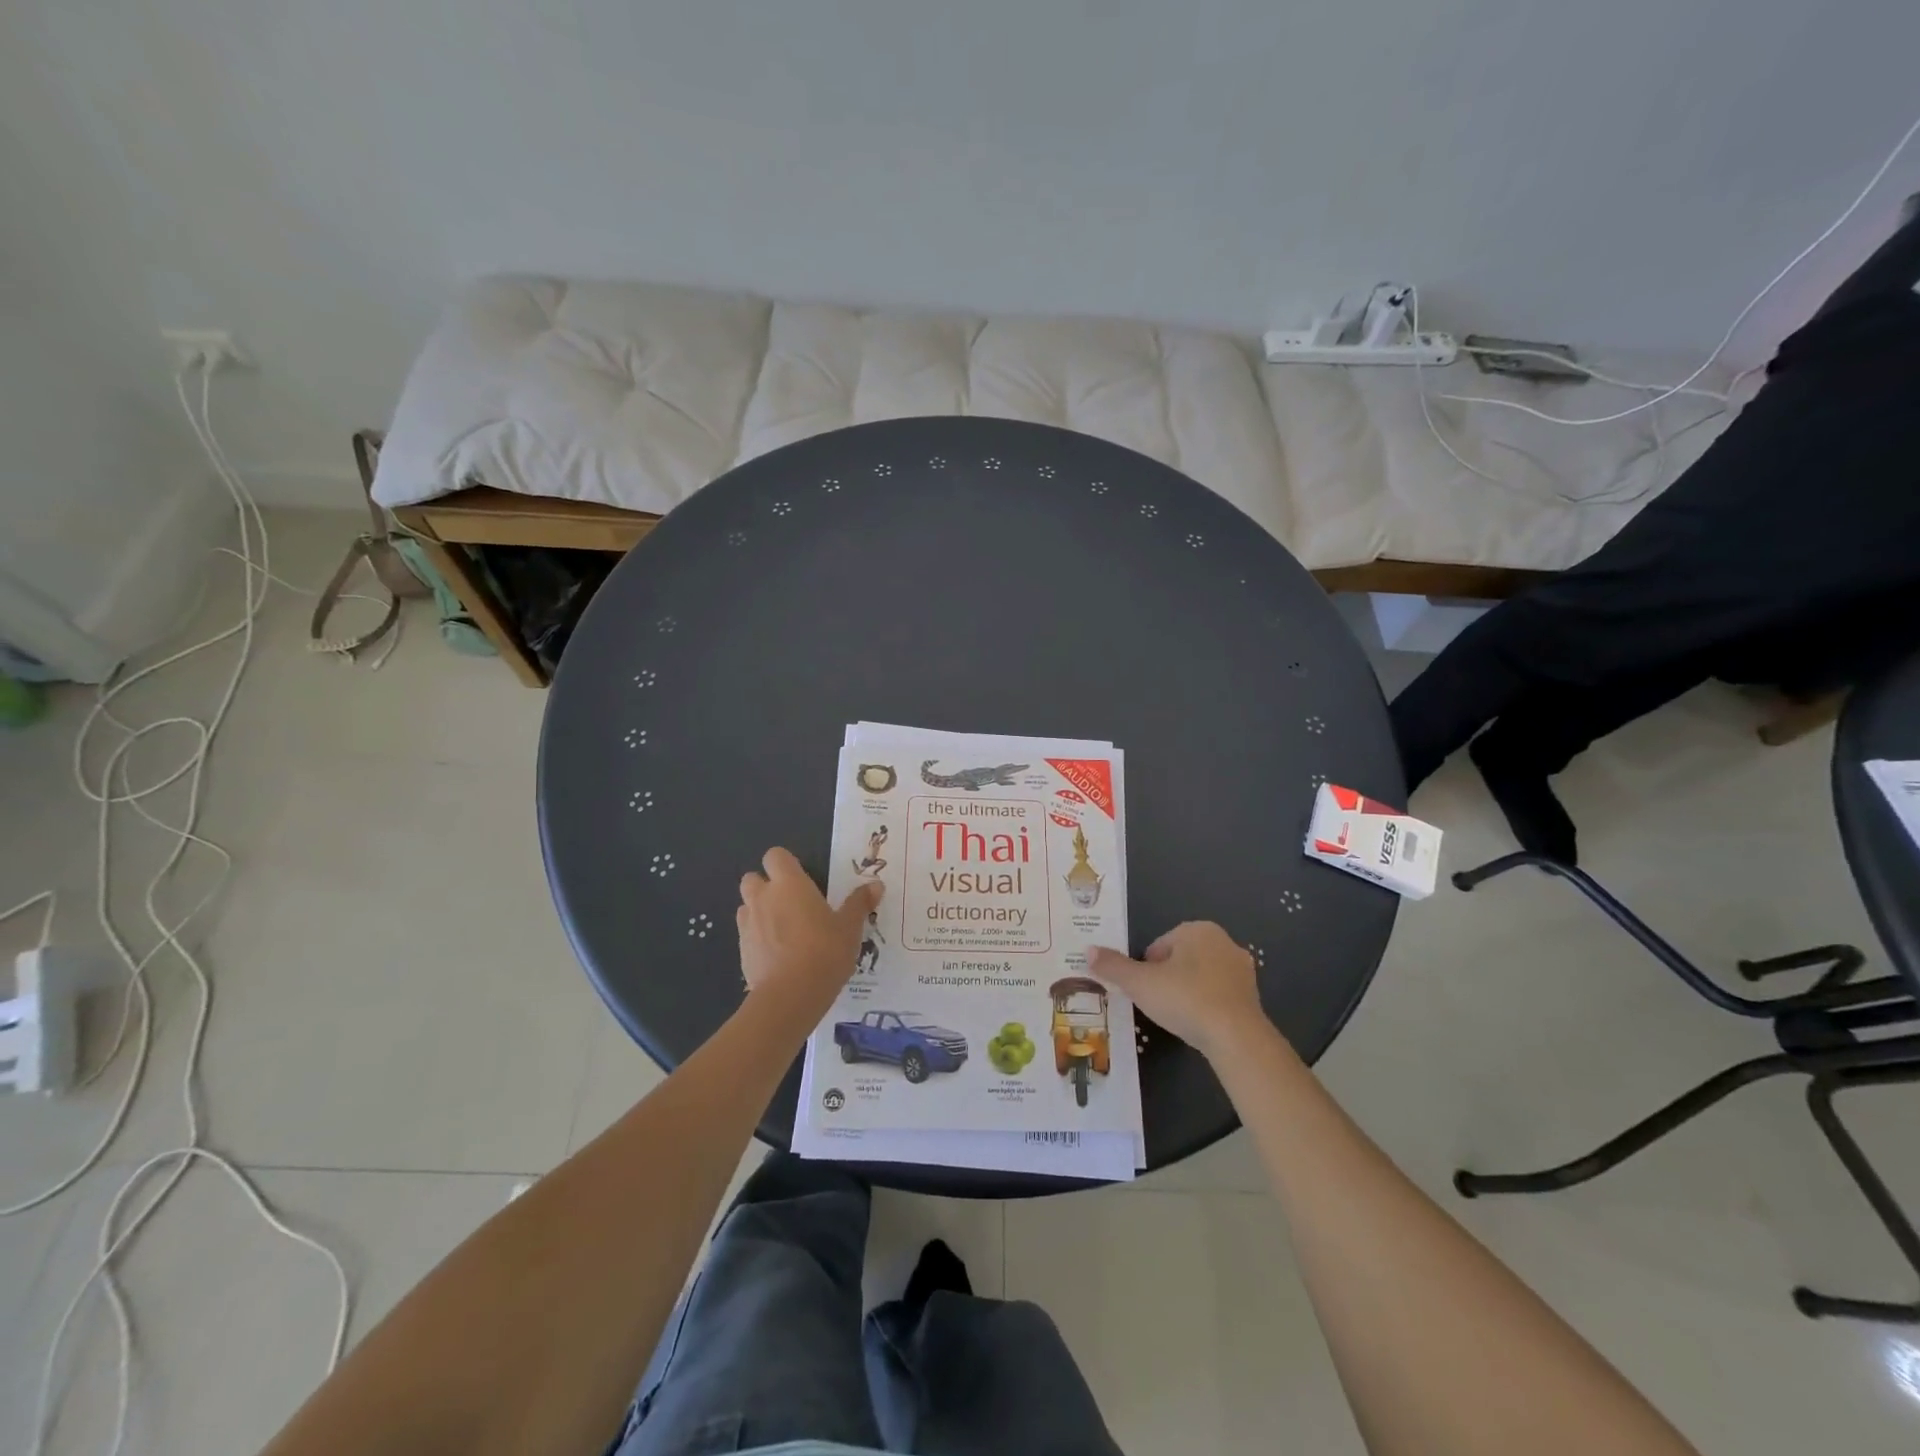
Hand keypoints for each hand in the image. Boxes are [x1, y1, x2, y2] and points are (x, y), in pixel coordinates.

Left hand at [736, 848, 881, 1022]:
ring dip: (759, 911)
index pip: (775, 856)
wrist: (790, 996)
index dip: (785, 863)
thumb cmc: (824, 952)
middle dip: (765, 885)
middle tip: (790, 902)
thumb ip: (859, 904)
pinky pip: (746, 934)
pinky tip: (777, 954)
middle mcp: (763, 898)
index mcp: (789, 884)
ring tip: (782, 928)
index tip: (802, 878)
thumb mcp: (850, 928)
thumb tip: (877, 885)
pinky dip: (757, 938)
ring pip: (746, 906)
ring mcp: (748, 924)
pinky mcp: (741, 951)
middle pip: (752, 878)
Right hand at [1087, 922, 1273, 1061]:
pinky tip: (1199, 1024)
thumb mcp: (1140, 983)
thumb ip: (1113, 966)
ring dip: (1187, 991)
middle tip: (1157, 1003)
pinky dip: (1206, 1005)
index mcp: (1197, 930)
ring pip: (1200, 976)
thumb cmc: (1185, 999)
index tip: (1144, 990)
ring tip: (1177, 1016)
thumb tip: (1088, 950)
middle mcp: (1223, 941)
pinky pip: (1219, 994)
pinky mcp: (1253, 995)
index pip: (1159, 945)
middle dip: (1167, 977)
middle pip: (1180, 958)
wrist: (1236, 1037)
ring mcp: (1241, 969)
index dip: (1146, 968)